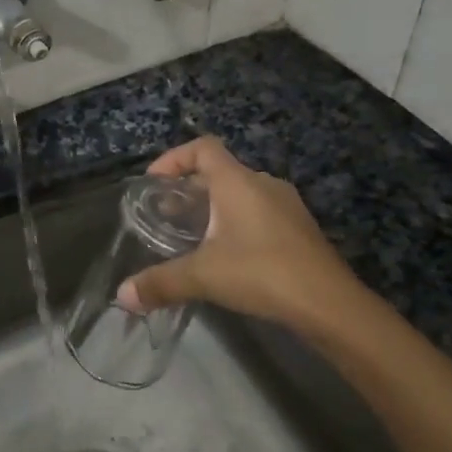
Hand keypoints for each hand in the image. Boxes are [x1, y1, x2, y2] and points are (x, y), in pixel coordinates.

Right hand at [116, 137, 368, 338]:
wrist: (330, 304)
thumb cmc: (262, 273)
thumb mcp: (204, 276)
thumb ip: (161, 282)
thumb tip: (122, 295)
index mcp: (237, 182)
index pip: (203, 148)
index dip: (175, 157)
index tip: (154, 181)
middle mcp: (263, 183)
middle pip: (220, 170)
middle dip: (190, 188)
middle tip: (167, 213)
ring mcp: (286, 205)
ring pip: (241, 192)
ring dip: (215, 206)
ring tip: (194, 235)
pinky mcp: (299, 228)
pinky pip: (259, 211)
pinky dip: (237, 221)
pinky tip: (229, 254)